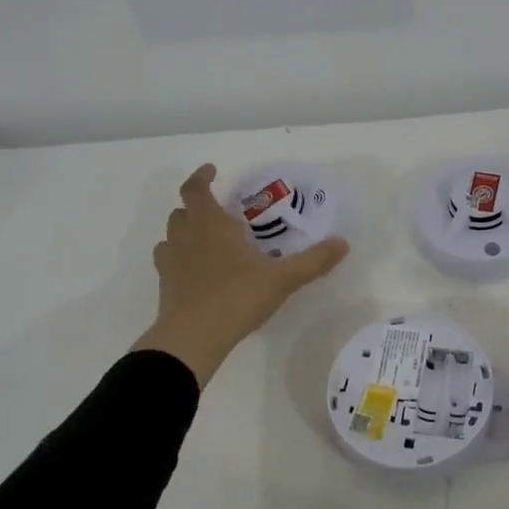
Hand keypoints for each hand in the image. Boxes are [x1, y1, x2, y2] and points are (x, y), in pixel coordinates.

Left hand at [137, 165, 348, 387]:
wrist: (193, 338)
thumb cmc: (237, 297)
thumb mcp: (283, 279)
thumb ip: (314, 261)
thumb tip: (343, 243)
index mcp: (212, 225)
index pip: (196, 189)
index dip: (201, 177)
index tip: (211, 170)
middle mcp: (187, 236)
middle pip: (182, 210)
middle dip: (197, 204)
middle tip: (218, 209)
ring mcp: (172, 261)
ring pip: (171, 234)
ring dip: (185, 229)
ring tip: (205, 237)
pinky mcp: (166, 285)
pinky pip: (167, 260)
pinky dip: (178, 255)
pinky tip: (194, 268)